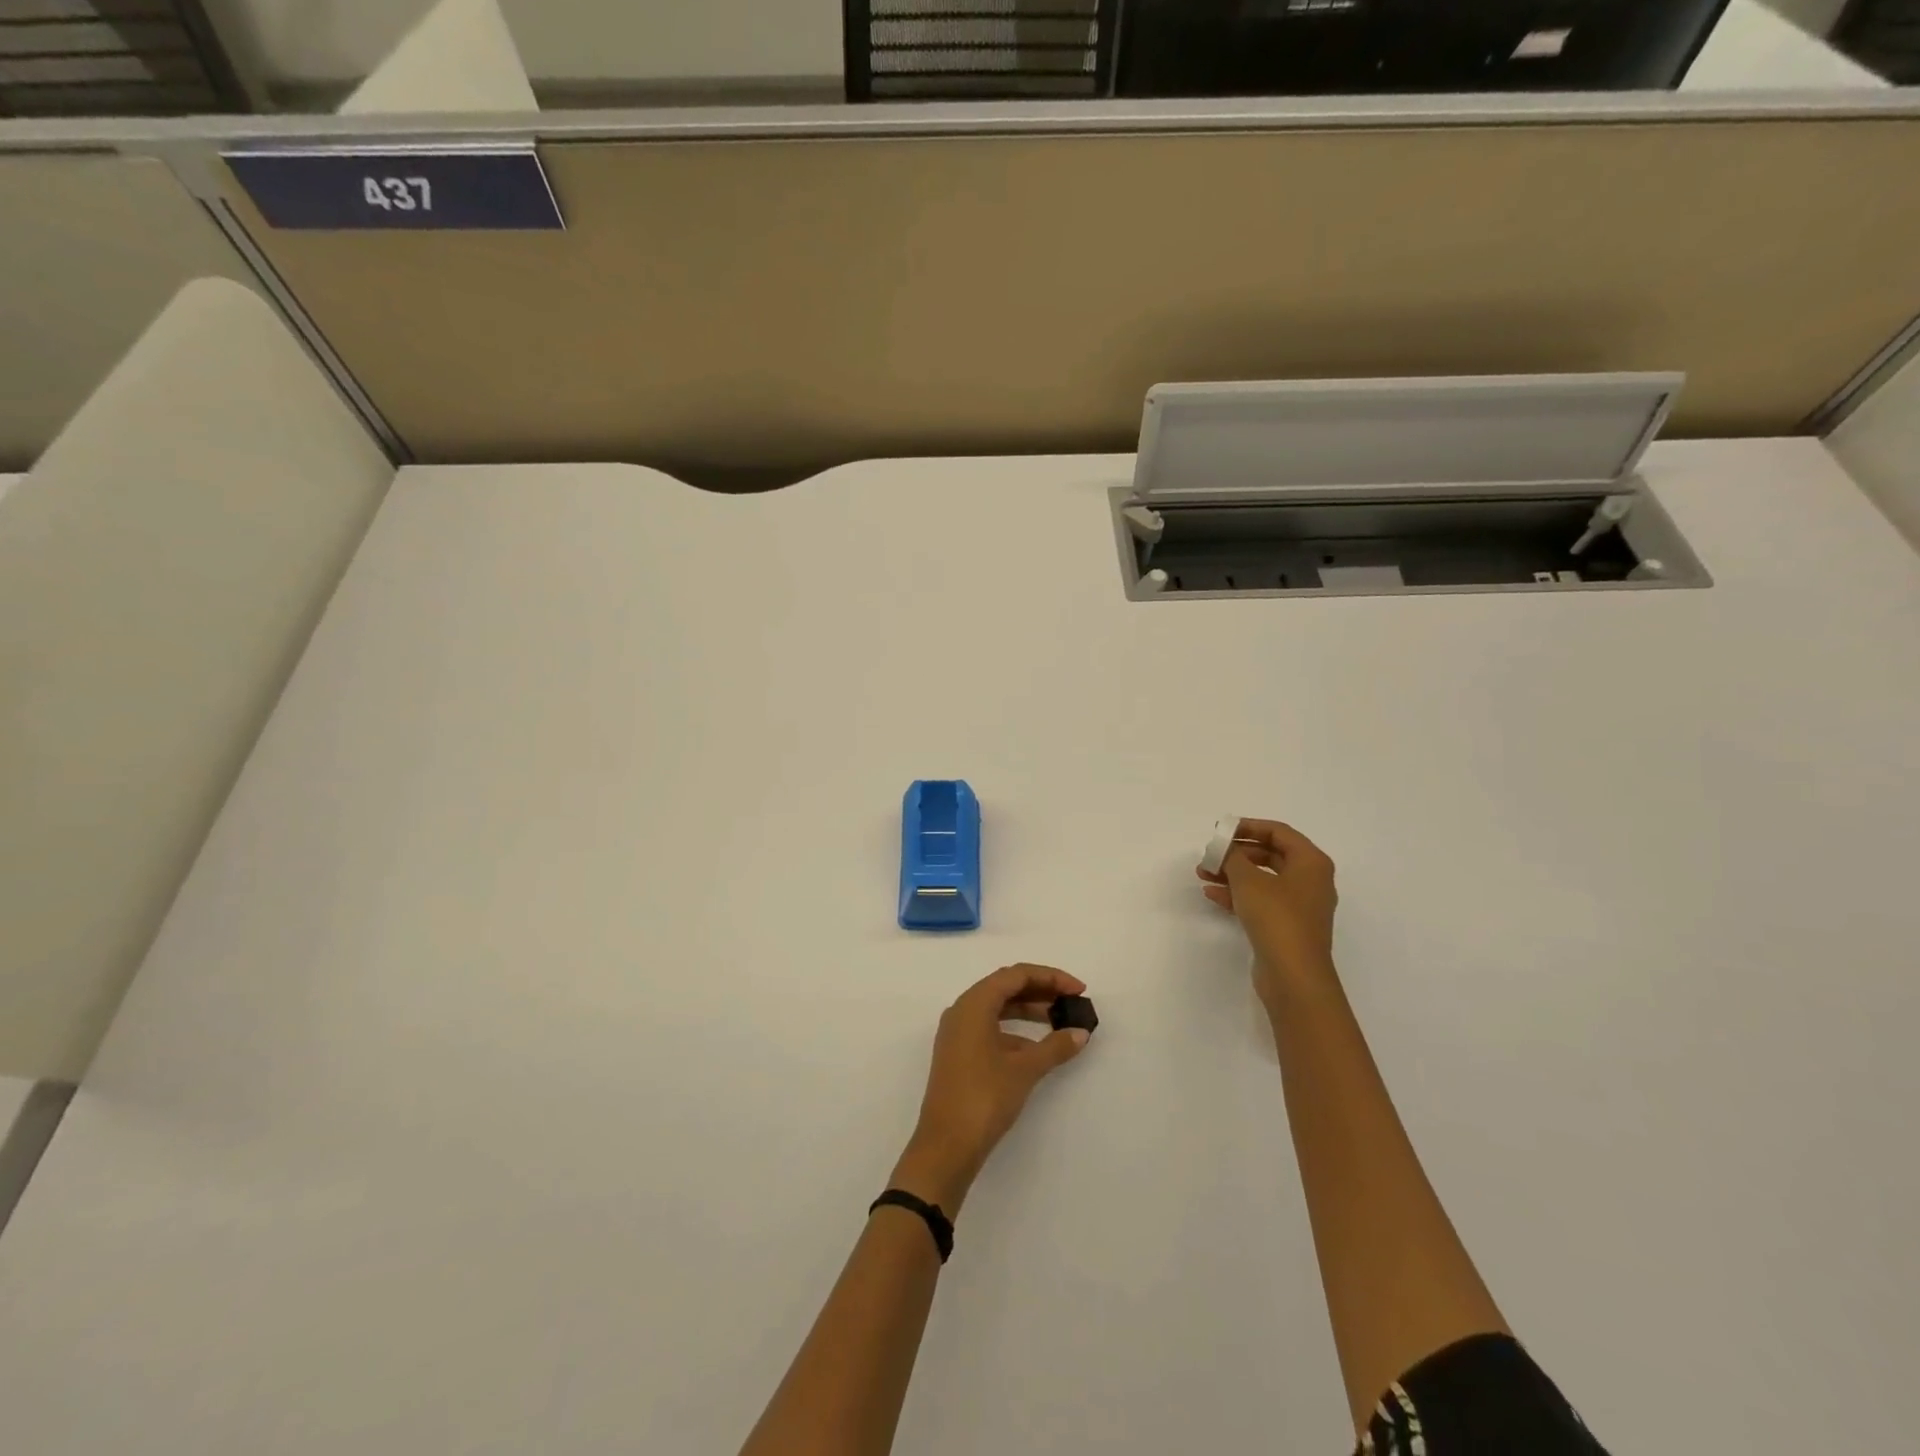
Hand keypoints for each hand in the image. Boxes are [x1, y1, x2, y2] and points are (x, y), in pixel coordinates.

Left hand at [892, 964, 1092, 1211]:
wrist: (946, 1146)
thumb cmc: (984, 1097)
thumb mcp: (1024, 1069)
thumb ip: (1055, 1046)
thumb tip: (1080, 1033)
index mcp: (974, 1003)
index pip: (1016, 974)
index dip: (1050, 977)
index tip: (1078, 990)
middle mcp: (962, 1010)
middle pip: (1005, 987)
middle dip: (1041, 990)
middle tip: (1071, 1002)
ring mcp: (957, 1032)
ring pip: (997, 1008)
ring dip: (1028, 1010)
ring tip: (1059, 1021)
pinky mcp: (958, 1053)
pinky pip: (990, 1027)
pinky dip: (1015, 1030)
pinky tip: (1037, 1048)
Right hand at [1197, 818, 1338, 1016]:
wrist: (1293, 976)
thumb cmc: (1276, 918)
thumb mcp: (1248, 880)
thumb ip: (1233, 857)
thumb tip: (1225, 848)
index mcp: (1311, 862)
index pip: (1278, 832)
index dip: (1247, 826)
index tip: (1220, 830)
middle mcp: (1310, 880)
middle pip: (1269, 855)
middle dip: (1236, 853)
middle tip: (1210, 854)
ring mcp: (1299, 905)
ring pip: (1262, 879)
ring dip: (1233, 874)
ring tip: (1203, 873)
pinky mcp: (1287, 926)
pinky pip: (1261, 900)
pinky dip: (1238, 894)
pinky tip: (1212, 894)